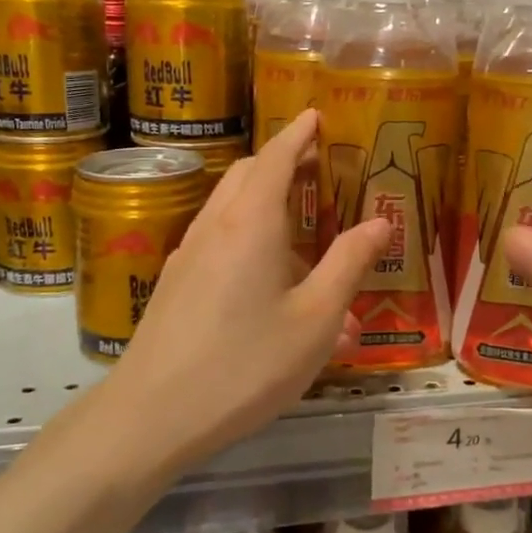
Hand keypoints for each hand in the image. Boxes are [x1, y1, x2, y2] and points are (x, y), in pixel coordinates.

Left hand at [100, 110, 390, 468]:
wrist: (151, 416)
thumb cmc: (246, 364)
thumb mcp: (316, 318)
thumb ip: (349, 263)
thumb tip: (380, 221)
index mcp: (251, 223)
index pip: (276, 157)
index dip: (298, 134)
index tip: (316, 115)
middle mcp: (215, 226)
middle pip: (248, 175)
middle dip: (283, 162)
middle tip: (319, 167)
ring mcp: (188, 255)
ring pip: (230, 208)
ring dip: (266, 202)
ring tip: (305, 230)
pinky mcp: (176, 284)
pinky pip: (219, 242)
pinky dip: (249, 237)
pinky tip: (272, 282)